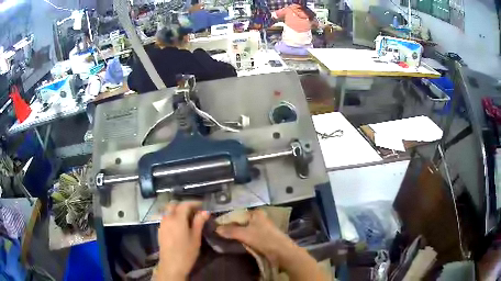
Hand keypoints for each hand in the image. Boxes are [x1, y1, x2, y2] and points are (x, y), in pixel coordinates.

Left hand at [157, 201, 209, 280]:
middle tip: (194, 211)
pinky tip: (179, 225)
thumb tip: (205, 211)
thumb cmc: (186, 252)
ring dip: (177, 211)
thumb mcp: (196, 238)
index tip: (202, 206)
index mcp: (177, 218)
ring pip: (168, 211)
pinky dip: (173, 216)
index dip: (194, 203)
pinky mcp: (160, 230)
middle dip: (184, 205)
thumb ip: (199, 222)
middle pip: (174, 205)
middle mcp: (167, 218)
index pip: (185, 204)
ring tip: (188, 218)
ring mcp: (162, 223)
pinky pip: (166, 218)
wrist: (171, 265)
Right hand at [216, 209, 326, 280]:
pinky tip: (235, 244)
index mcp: (256, 213)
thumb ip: (230, 231)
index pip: (237, 214)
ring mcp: (262, 229)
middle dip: (230, 229)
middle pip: (240, 223)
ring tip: (224, 240)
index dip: (226, 221)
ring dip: (236, 235)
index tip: (216, 227)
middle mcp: (259, 219)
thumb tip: (216, 229)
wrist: (282, 252)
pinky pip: (249, 237)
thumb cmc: (264, 239)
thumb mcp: (245, 234)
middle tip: (218, 235)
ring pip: (244, 231)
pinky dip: (242, 240)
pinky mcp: (263, 238)